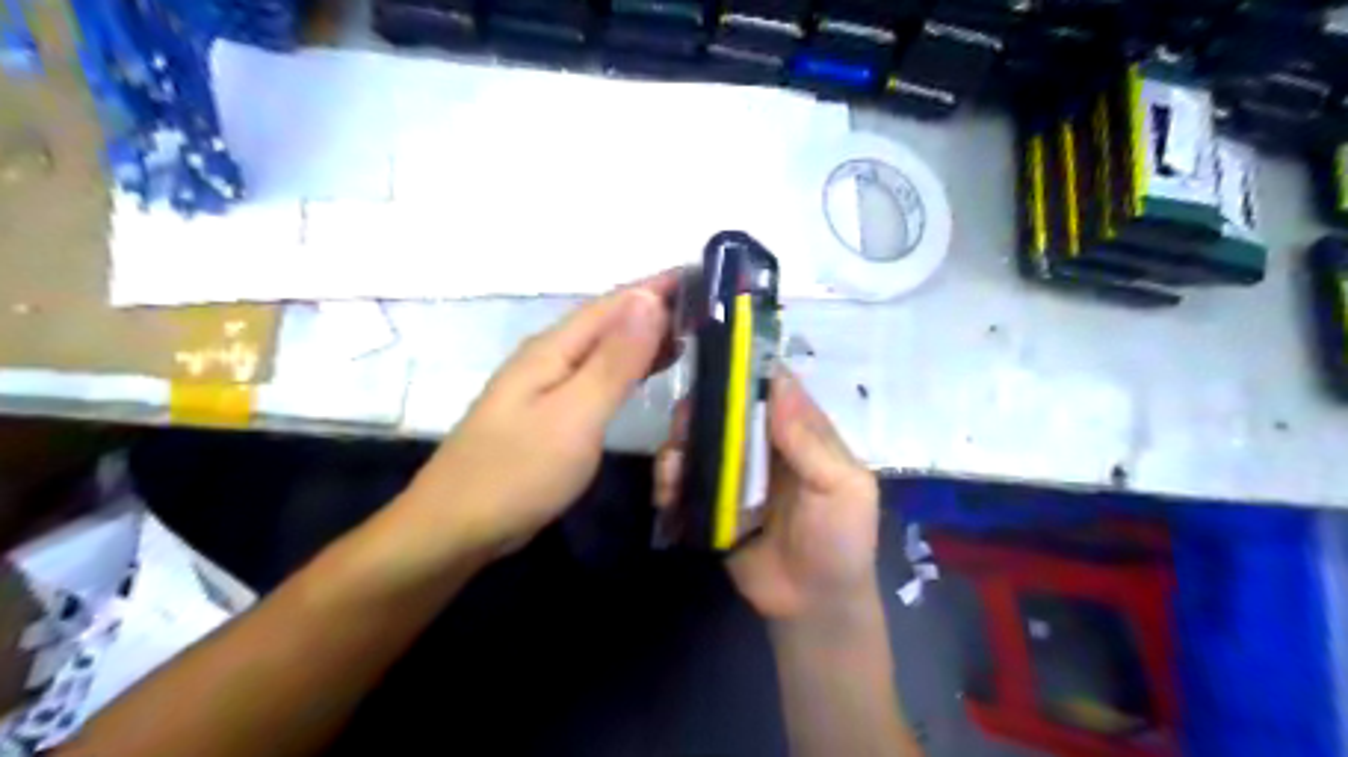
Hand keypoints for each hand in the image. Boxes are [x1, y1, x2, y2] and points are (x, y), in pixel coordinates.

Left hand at [397, 270, 678, 560]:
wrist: (455, 528)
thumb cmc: (517, 473)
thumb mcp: (575, 415)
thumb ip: (614, 361)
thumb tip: (648, 300)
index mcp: (554, 348)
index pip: (614, 303)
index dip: (657, 286)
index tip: (704, 274)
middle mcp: (549, 357)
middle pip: (608, 321)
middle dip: (655, 308)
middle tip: (707, 307)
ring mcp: (546, 386)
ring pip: (604, 348)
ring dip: (644, 337)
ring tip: (689, 333)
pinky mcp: (549, 413)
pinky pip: (597, 375)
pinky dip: (628, 367)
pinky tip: (646, 373)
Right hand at [657, 371, 887, 627]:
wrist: (812, 606)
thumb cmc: (840, 542)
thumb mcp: (843, 488)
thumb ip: (811, 440)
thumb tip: (779, 380)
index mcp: (800, 434)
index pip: (771, 388)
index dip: (745, 371)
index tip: (714, 362)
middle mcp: (763, 445)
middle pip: (725, 410)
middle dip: (701, 409)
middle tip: (684, 420)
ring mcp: (734, 473)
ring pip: (698, 441)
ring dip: (679, 443)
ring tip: (674, 461)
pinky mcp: (710, 502)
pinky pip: (684, 480)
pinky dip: (670, 479)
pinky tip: (668, 491)